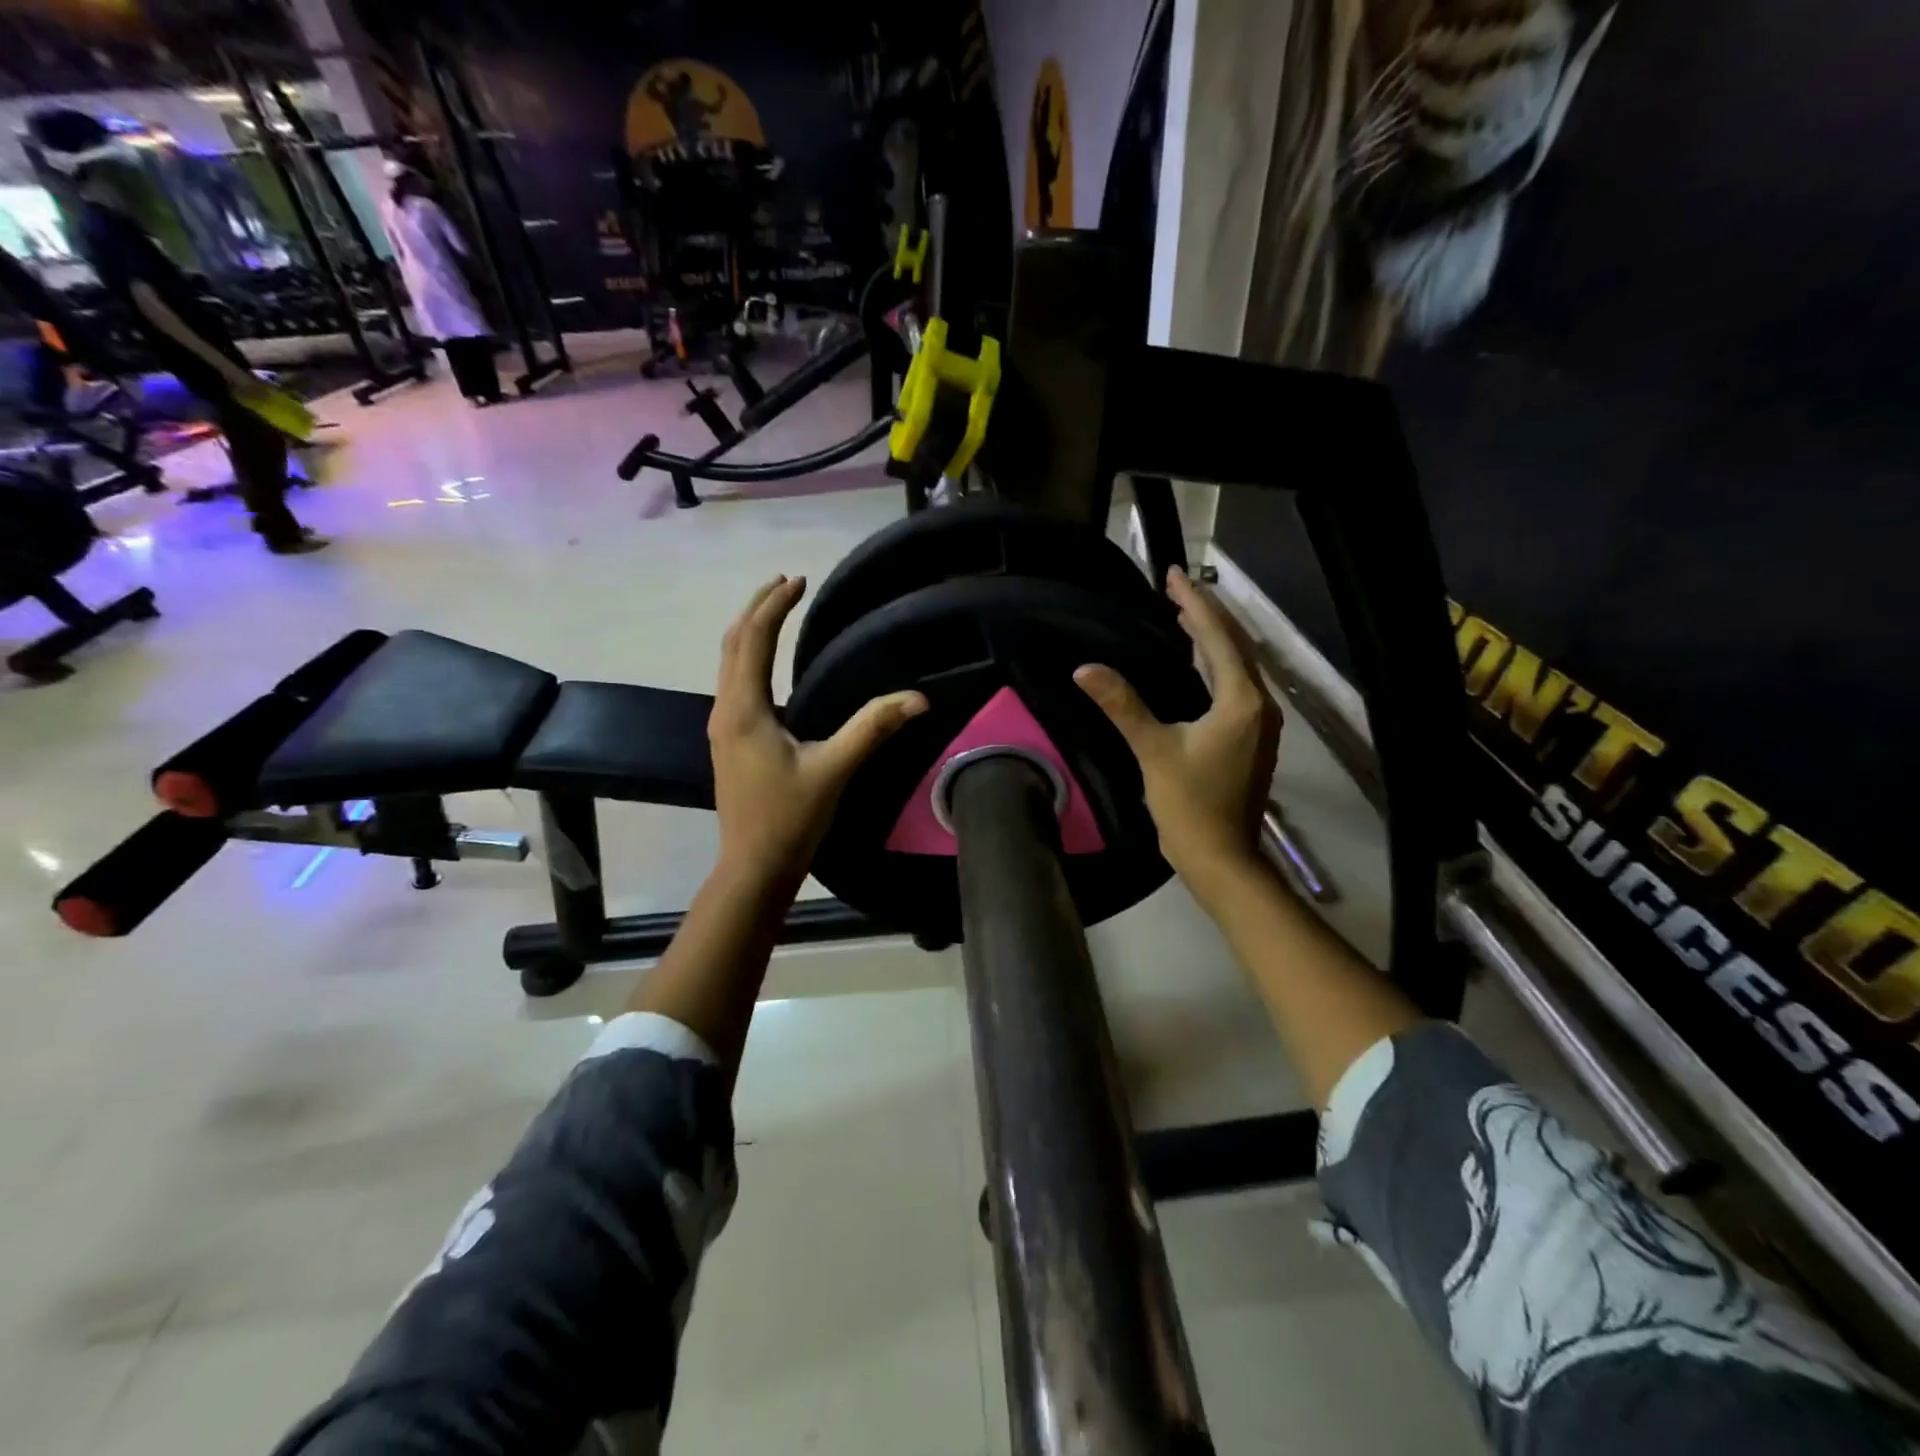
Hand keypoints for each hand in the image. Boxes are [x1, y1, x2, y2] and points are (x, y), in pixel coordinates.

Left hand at [709, 576, 927, 886]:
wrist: (753, 867)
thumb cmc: (789, 819)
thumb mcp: (834, 770)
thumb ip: (873, 728)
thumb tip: (918, 698)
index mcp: (744, 709)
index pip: (753, 639)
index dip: (775, 605)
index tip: (800, 580)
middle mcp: (725, 709)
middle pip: (733, 643)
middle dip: (757, 608)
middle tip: (786, 582)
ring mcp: (723, 726)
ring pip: (729, 662)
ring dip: (751, 630)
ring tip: (777, 610)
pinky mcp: (729, 741)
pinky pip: (734, 682)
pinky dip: (750, 656)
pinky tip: (770, 664)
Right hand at [1074, 568, 1280, 884]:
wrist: (1220, 857)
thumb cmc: (1189, 804)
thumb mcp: (1153, 750)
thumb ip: (1122, 706)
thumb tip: (1085, 669)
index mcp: (1241, 701)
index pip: (1217, 638)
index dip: (1193, 603)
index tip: (1171, 575)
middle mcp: (1259, 704)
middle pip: (1234, 645)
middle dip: (1205, 614)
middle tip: (1174, 588)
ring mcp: (1260, 723)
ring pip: (1237, 665)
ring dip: (1212, 638)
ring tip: (1183, 615)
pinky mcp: (1251, 737)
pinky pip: (1235, 685)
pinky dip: (1215, 664)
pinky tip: (1196, 663)